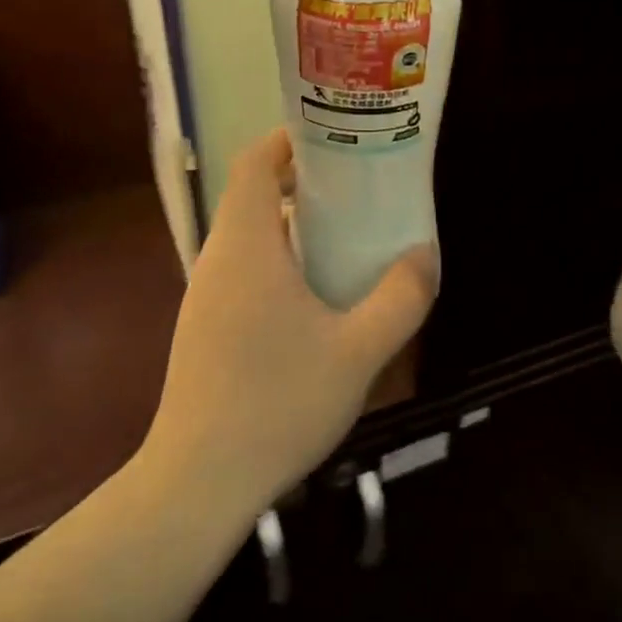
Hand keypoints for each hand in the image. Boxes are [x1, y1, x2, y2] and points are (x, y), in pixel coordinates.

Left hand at [141, 128, 436, 521]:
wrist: (197, 484)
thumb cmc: (277, 404)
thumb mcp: (359, 352)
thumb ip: (400, 298)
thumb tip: (425, 253)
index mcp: (247, 247)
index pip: (253, 164)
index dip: (287, 140)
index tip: (333, 137)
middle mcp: (218, 260)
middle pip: (252, 195)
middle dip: (301, 180)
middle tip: (356, 185)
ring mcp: (204, 296)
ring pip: (248, 236)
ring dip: (291, 223)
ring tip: (344, 234)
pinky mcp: (203, 328)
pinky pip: (242, 270)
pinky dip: (278, 258)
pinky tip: (313, 296)